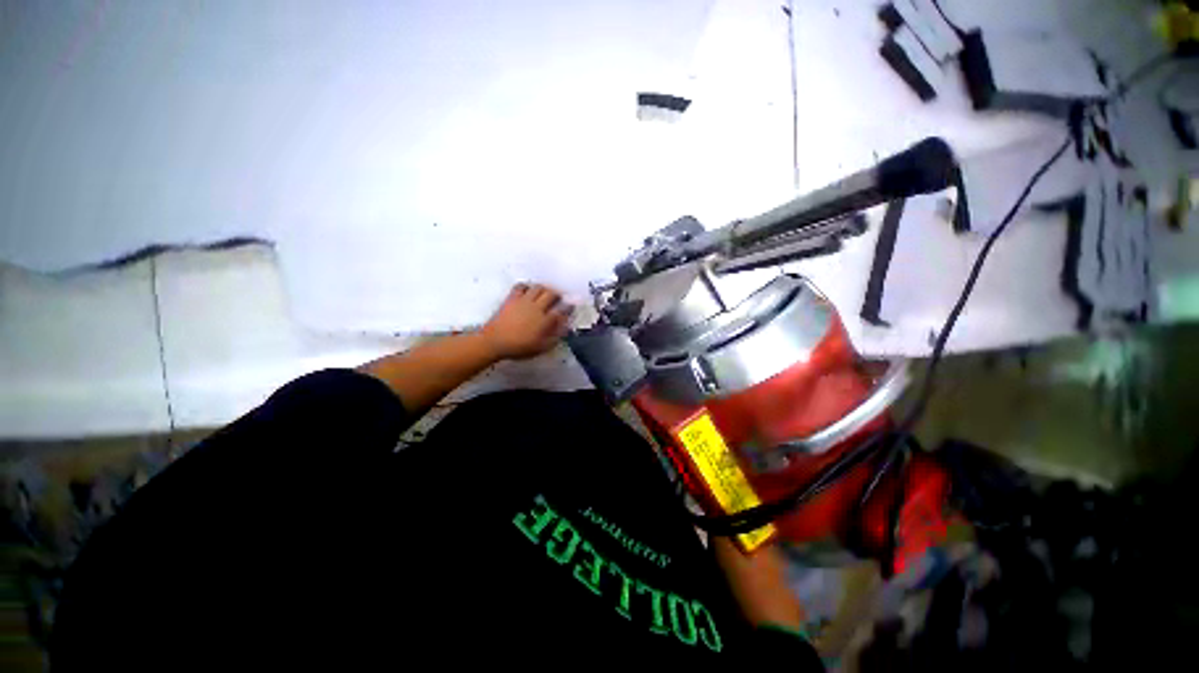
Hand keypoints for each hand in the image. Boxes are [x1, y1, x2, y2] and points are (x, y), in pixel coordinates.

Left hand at [480, 283, 571, 360]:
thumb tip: (565, 327)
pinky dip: (527, 286)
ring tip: (545, 293)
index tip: (571, 306)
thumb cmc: (519, 347)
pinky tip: (528, 290)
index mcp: (545, 321)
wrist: (495, 342)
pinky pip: (521, 286)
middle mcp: (536, 307)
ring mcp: (524, 301)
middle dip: (558, 295)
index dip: (569, 306)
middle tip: (559, 298)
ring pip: (538, 287)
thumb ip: (555, 337)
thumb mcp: (541, 347)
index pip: (562, 309)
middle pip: (551, 294)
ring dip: (544, 289)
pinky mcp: (512, 298)